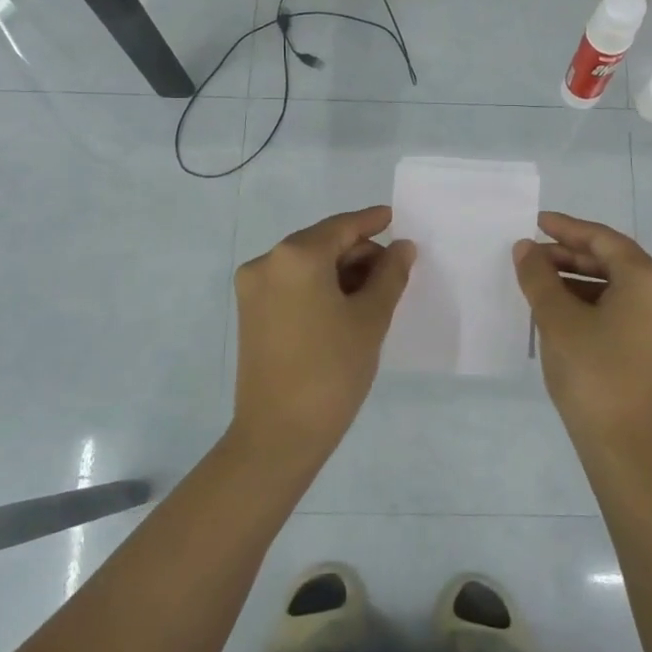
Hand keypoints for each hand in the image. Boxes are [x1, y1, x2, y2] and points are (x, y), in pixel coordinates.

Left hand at [229, 205, 415, 460]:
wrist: (279, 434)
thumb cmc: (332, 370)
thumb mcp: (370, 319)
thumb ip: (390, 274)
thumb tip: (402, 247)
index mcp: (295, 256)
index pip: (342, 227)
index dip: (371, 222)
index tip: (394, 217)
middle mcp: (267, 262)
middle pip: (322, 243)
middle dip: (358, 253)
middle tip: (394, 272)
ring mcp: (253, 289)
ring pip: (306, 265)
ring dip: (340, 271)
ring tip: (374, 294)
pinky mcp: (249, 313)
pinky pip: (291, 285)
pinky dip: (319, 287)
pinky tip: (345, 307)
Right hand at [513, 211, 651, 458]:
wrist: (628, 449)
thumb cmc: (592, 375)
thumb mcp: (557, 320)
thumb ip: (539, 276)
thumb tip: (526, 249)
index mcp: (651, 279)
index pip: (604, 239)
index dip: (567, 229)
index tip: (536, 222)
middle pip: (615, 261)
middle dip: (571, 256)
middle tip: (532, 257)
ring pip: (621, 287)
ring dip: (581, 281)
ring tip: (541, 283)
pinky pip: (629, 310)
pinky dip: (597, 304)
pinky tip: (565, 311)